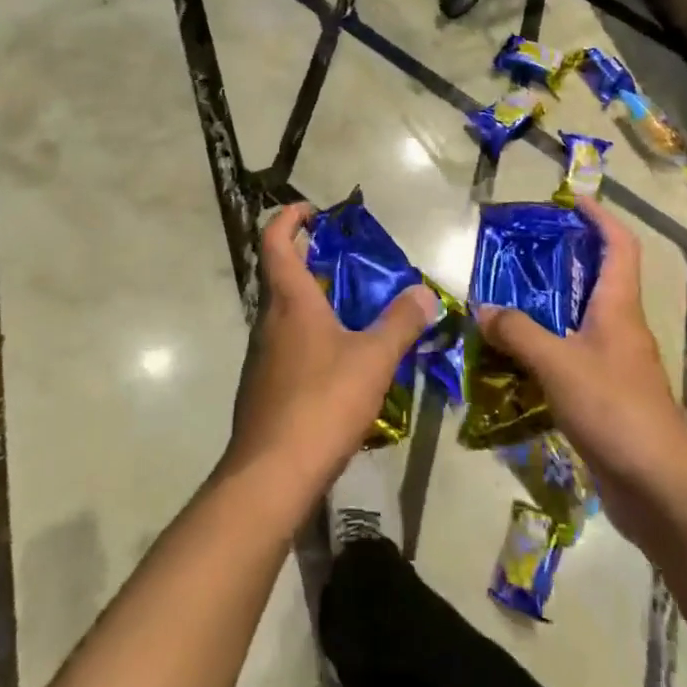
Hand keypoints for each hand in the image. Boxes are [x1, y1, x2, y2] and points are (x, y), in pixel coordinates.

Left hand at [222, 204, 437, 507]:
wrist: (271, 476)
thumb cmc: (322, 403)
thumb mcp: (373, 360)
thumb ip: (401, 323)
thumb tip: (424, 293)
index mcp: (290, 301)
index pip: (275, 241)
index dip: (288, 218)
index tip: (311, 210)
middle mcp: (268, 321)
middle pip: (280, 275)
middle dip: (308, 258)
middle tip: (346, 258)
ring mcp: (261, 357)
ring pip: (284, 313)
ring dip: (311, 300)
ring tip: (351, 309)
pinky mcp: (263, 388)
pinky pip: (286, 346)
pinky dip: (309, 336)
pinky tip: (338, 362)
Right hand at [473, 197, 686, 545]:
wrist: (659, 489)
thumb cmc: (615, 410)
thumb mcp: (559, 364)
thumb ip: (519, 333)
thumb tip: (483, 310)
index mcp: (619, 308)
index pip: (619, 246)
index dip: (601, 218)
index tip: (573, 200)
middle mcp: (621, 328)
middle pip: (598, 278)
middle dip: (566, 258)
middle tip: (524, 250)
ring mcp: (616, 364)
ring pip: (581, 319)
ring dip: (550, 306)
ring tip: (508, 299)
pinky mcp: (606, 396)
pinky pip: (572, 357)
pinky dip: (546, 348)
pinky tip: (516, 360)